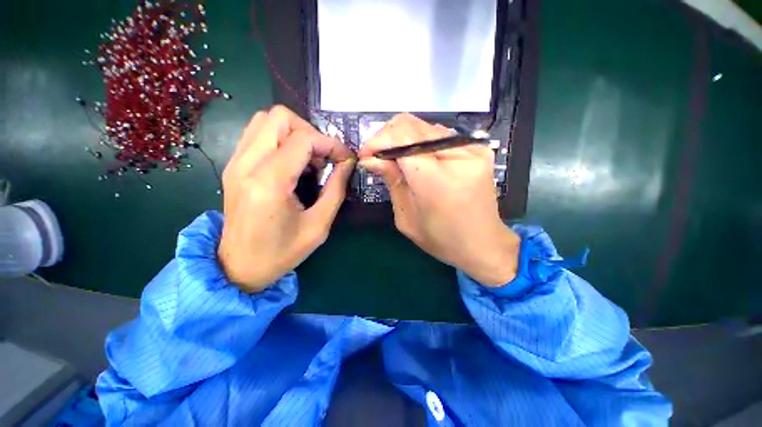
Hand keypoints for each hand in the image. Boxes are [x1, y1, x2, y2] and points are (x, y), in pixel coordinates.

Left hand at [218, 106, 354, 292]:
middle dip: (310, 132)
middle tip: (323, 157)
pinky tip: (293, 164)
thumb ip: (336, 189)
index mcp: (269, 182)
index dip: (331, 144)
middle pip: (279, 117)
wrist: (239, 266)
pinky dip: (281, 140)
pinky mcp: (233, 167)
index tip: (345, 159)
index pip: (303, 139)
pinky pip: (257, 135)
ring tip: (309, 161)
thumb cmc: (282, 252)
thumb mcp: (319, 225)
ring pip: (265, 121)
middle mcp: (246, 165)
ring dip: (294, 134)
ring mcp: (235, 163)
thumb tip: (346, 163)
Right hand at [358, 114, 519, 285]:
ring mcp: (472, 148)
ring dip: (403, 139)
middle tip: (378, 156)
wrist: (483, 244)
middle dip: (387, 137)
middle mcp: (457, 155)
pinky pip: (440, 134)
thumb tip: (370, 158)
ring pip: (424, 126)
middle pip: (411, 125)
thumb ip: (391, 181)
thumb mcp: (406, 217)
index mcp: (436, 179)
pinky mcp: (478, 149)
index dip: (377, 141)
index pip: (400, 138)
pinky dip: (421, 143)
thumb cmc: (441, 239)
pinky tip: (416, 159)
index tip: (366, 155)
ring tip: (395, 159)